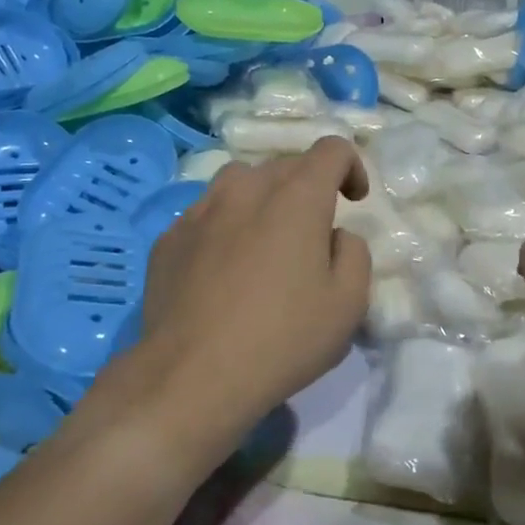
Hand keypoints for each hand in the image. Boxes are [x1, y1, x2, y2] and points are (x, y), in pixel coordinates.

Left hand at [97, 137, 372, 466]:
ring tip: (264, 242)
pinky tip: (222, 269)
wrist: (191, 375)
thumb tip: (334, 235)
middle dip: (307, 188)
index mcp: (296, 196)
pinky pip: (206, 214)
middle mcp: (246, 188)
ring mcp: (201, 209)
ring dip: (262, 199)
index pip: (331, 149)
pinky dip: (225, 226)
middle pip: (285, 165)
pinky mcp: (170, 236)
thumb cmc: (282, 338)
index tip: (354, 200)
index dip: (350, 167)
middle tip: (312, 235)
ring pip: (240, 182)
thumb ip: (354, 253)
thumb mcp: (348, 304)